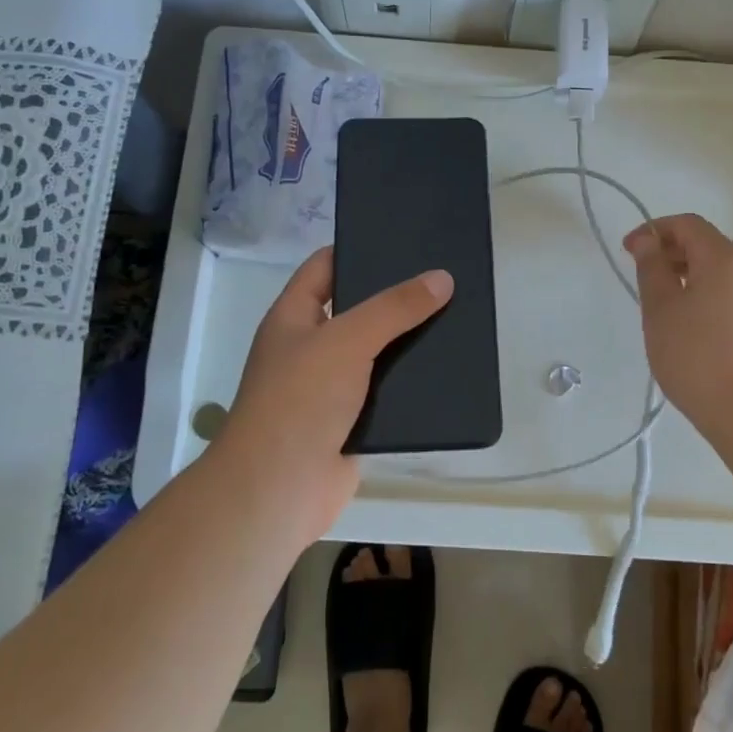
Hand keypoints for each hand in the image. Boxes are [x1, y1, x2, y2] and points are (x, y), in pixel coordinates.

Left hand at [214, 247, 452, 541]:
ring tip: (454, 320)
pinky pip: (384, 393)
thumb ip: (394, 308)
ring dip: (407, 342)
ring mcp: (329, 388)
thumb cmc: (300, 400)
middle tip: (442, 280)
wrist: (278, 490)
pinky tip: (445, 371)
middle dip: (394, 298)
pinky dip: (409, 384)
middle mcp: (309, 347)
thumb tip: (441, 278)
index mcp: (293, 317)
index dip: (358, 249)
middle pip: (356, 309)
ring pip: (374, 353)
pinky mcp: (350, 422)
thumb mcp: (347, 340)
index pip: (324, 267)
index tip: (403, 241)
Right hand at [624, 214, 732, 431]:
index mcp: (727, 258)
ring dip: (695, 280)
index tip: (629, 251)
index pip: (688, 224)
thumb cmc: (697, 357)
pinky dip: (716, 301)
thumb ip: (651, 267)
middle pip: (710, 247)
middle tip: (646, 281)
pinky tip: (700, 334)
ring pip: (727, 276)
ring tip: (671, 312)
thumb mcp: (661, 310)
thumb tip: (647, 241)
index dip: (655, 230)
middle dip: (675, 255)